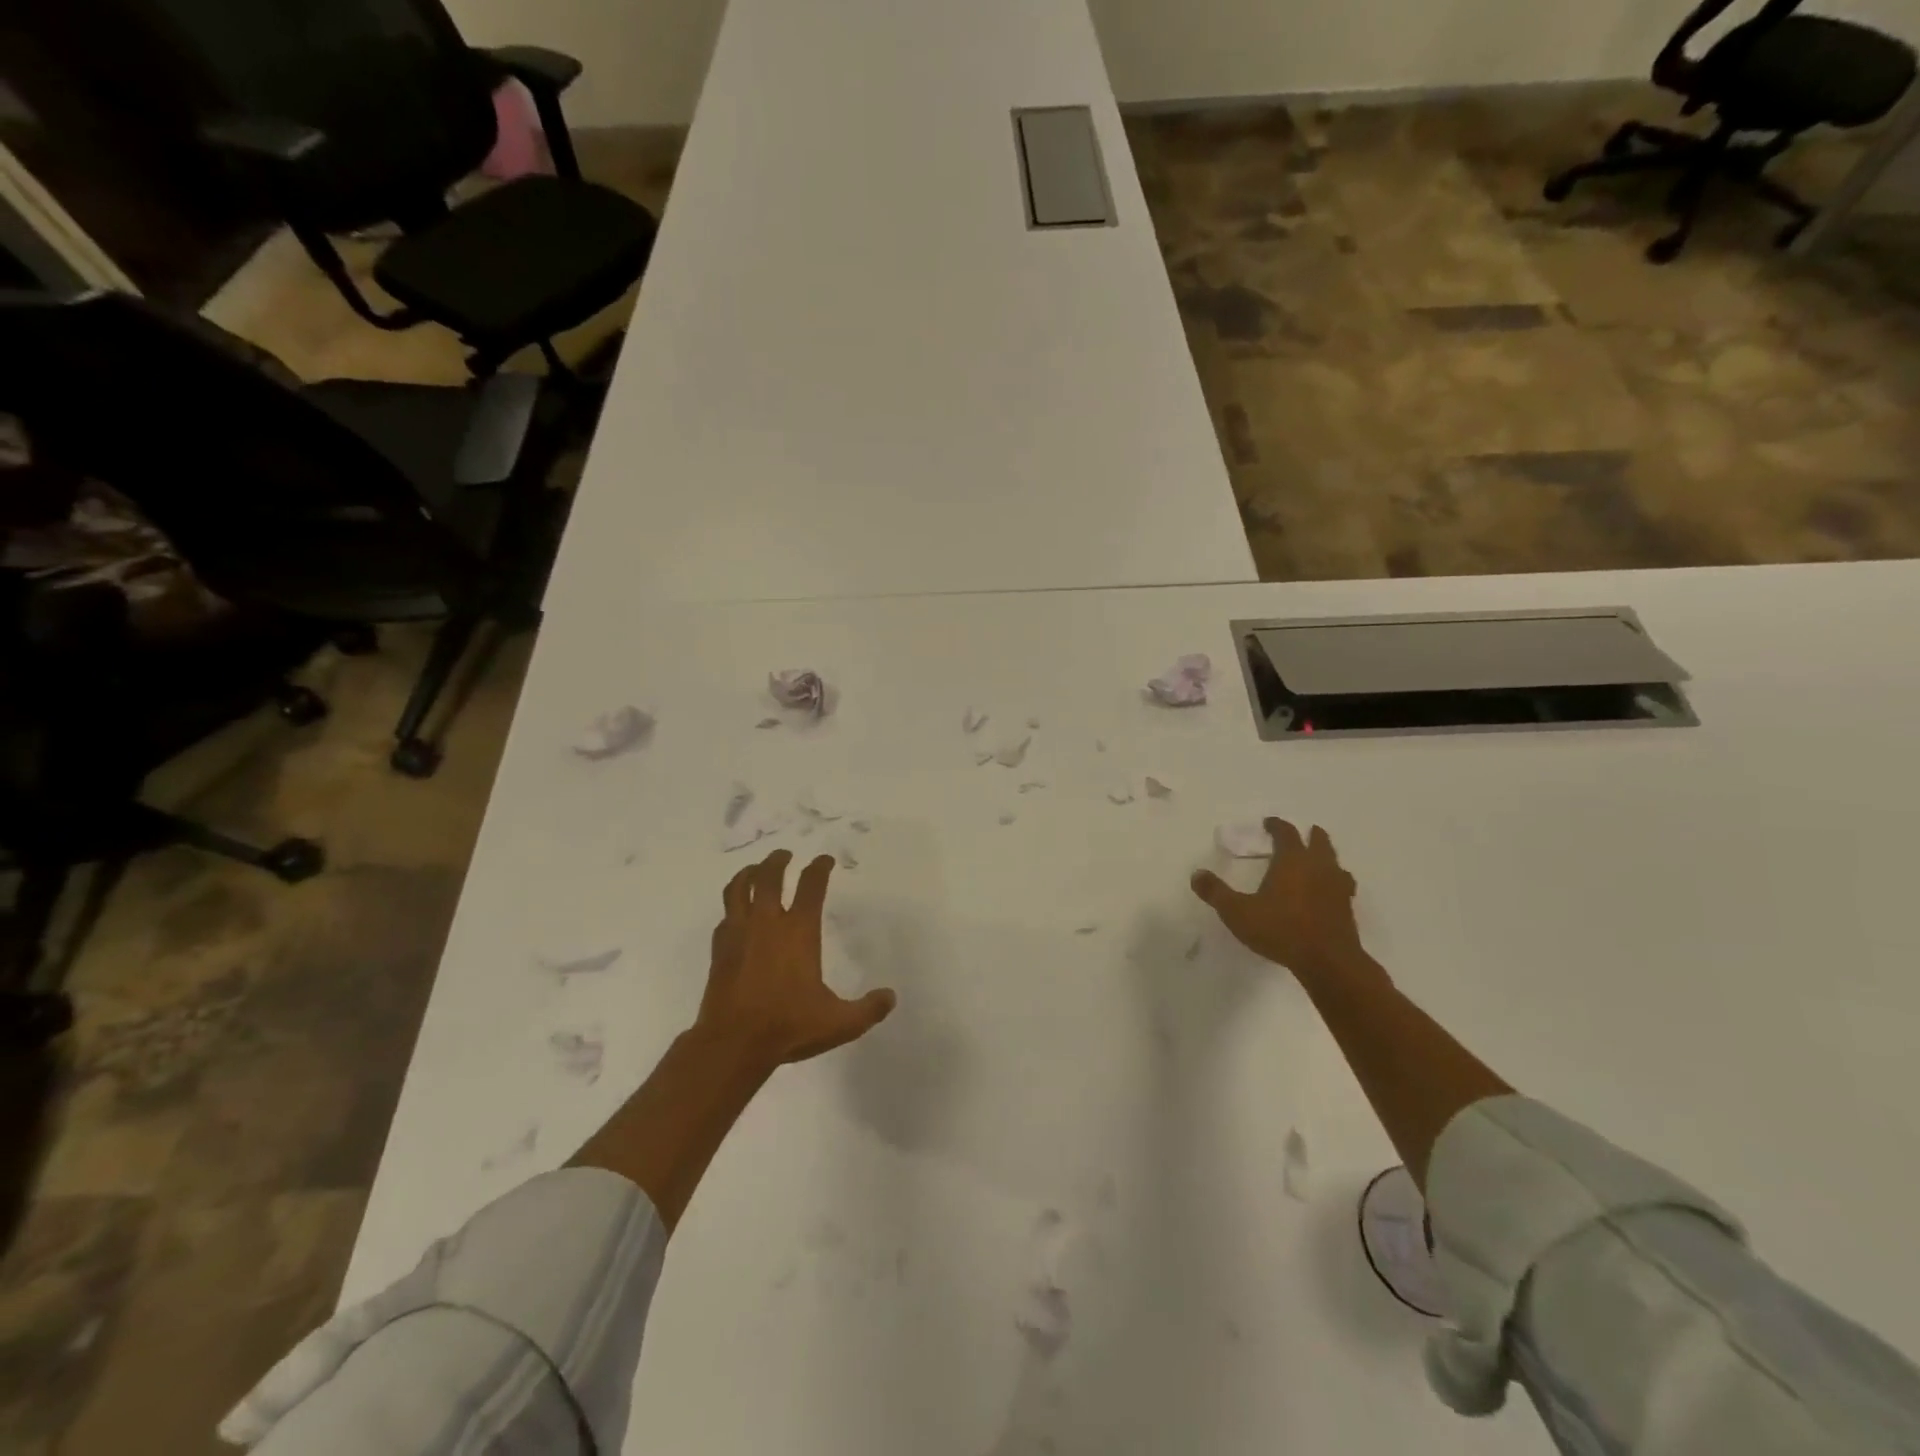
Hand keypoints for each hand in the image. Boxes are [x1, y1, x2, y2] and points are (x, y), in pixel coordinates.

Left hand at [698, 850, 895, 1069]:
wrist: (732, 1044)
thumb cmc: (788, 1027)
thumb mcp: (839, 1023)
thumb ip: (868, 1009)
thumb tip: (891, 997)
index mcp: (799, 932)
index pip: (811, 886)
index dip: (819, 868)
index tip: (825, 860)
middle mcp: (767, 924)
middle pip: (768, 877)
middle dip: (778, 861)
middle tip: (785, 855)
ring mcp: (739, 935)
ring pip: (738, 890)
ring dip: (748, 874)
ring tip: (754, 870)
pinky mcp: (719, 951)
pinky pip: (724, 917)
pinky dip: (731, 908)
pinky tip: (735, 913)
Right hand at [1190, 819, 1369, 982]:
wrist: (1328, 961)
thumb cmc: (1280, 929)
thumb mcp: (1237, 912)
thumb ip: (1216, 892)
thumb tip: (1196, 874)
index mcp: (1292, 861)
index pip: (1286, 833)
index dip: (1277, 825)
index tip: (1269, 823)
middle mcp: (1318, 867)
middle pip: (1319, 841)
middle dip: (1310, 835)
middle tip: (1301, 834)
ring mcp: (1337, 887)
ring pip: (1335, 862)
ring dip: (1325, 857)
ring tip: (1317, 861)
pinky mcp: (1347, 909)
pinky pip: (1342, 886)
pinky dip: (1334, 882)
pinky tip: (1327, 893)